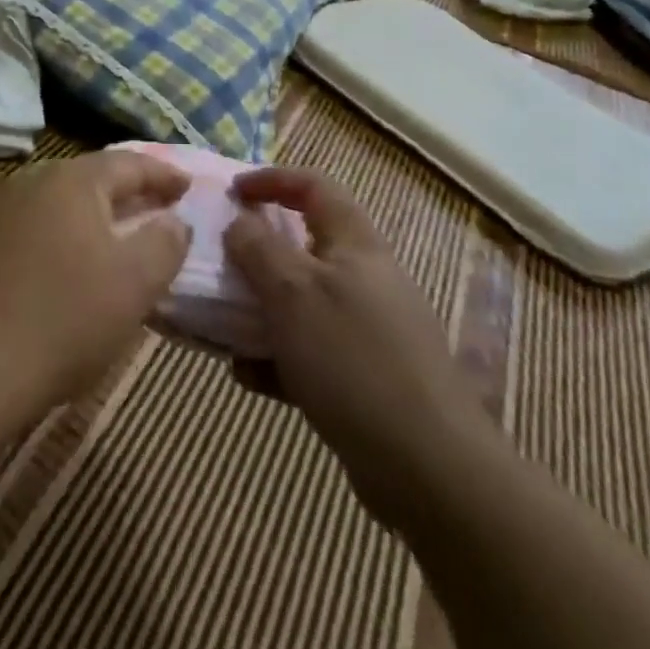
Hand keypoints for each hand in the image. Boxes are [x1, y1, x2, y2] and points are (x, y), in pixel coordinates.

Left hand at [0, 152, 192, 419]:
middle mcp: (32, 181)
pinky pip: (34, 227)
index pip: (129, 163)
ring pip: (59, 203)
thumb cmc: (63, 319)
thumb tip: (174, 221)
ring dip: (92, 216)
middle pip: (90, 178)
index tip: (187, 187)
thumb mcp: (135, 283)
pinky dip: (61, 236)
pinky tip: (68, 266)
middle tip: (156, 210)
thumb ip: (165, 243)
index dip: (163, 175)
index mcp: (72, 180)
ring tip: (116, 238)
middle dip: (127, 193)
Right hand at [223, 168, 477, 525]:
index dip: (272, 179)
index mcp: (355, 244)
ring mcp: (369, 330)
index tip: (232, 192)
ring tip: (223, 328)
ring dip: (261, 311)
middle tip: (221, 266)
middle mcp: (365, 279)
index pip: (314, 187)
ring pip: (303, 304)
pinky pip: (311, 352)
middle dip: (258, 254)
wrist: (428, 469)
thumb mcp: (292, 293)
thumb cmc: (353, 359)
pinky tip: (250, 377)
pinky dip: (279, 357)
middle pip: (305, 246)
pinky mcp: (366, 378)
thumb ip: (258, 249)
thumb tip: (238, 221)